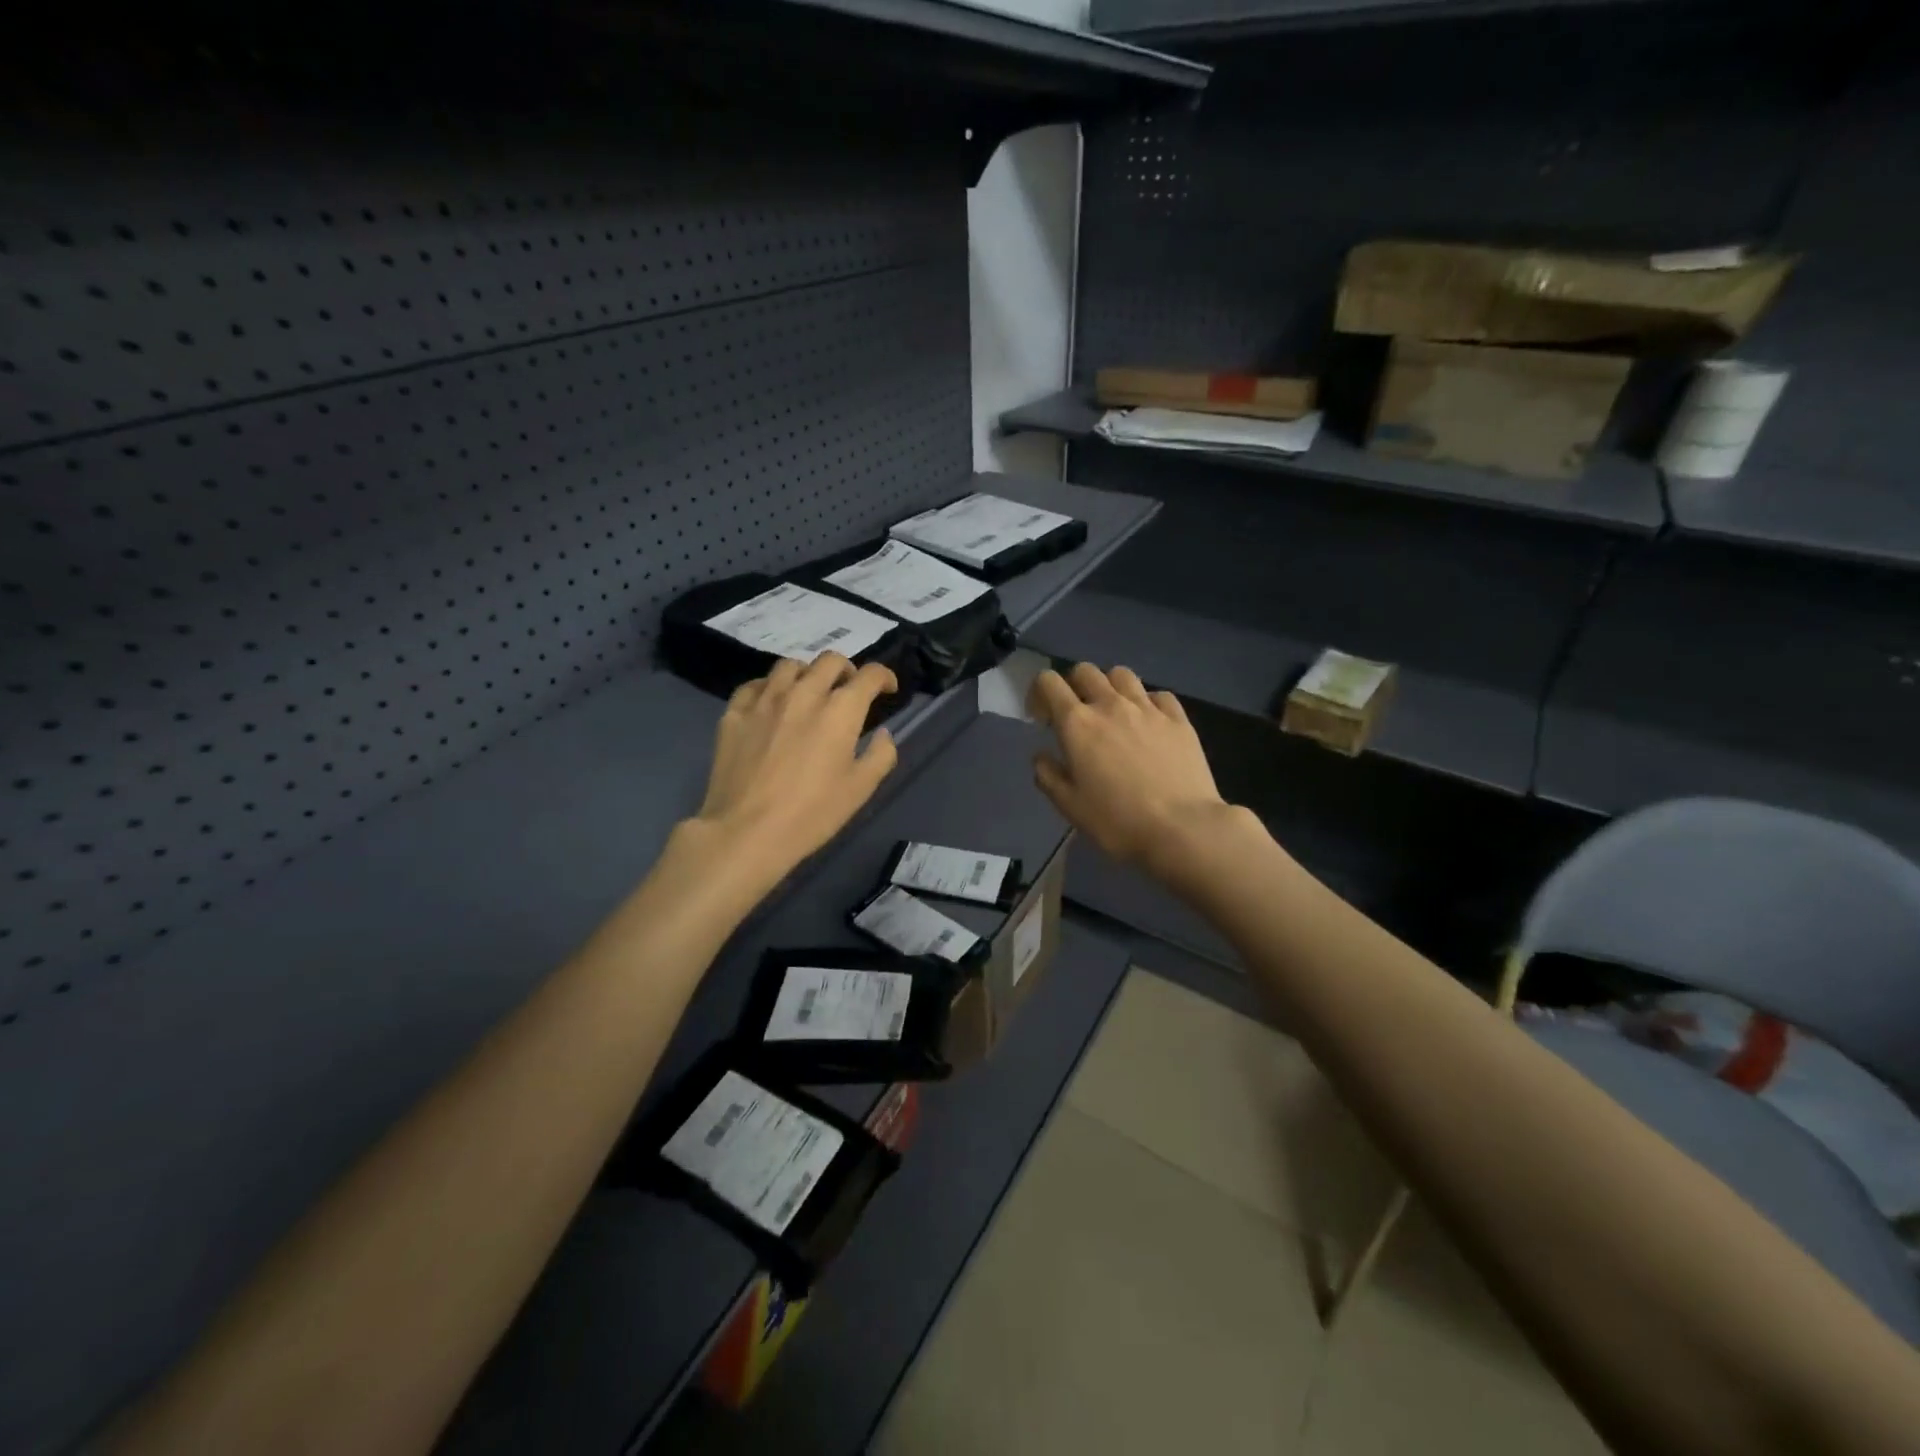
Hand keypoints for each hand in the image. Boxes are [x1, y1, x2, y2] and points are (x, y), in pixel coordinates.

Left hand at [691, 654, 899, 886]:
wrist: (746, 831)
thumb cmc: (812, 813)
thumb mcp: (861, 789)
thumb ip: (881, 754)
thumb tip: (884, 733)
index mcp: (840, 710)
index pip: (869, 675)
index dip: (884, 676)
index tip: (886, 689)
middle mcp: (804, 693)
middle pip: (830, 660)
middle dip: (847, 670)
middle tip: (849, 690)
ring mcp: (765, 700)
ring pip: (790, 665)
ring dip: (808, 673)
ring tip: (809, 692)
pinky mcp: (735, 713)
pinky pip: (754, 685)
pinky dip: (770, 687)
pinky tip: (771, 704)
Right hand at [1029, 663, 1237, 875]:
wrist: (1182, 827)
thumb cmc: (1117, 820)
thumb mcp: (1070, 806)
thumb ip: (1048, 775)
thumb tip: (1042, 756)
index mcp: (1077, 723)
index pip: (1048, 682)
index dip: (1039, 693)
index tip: (1042, 719)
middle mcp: (1110, 705)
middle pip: (1085, 671)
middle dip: (1073, 686)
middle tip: (1076, 715)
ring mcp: (1147, 708)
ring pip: (1121, 674)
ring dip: (1109, 686)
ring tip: (1113, 712)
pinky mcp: (1178, 718)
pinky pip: (1158, 694)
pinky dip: (1147, 702)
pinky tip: (1149, 723)